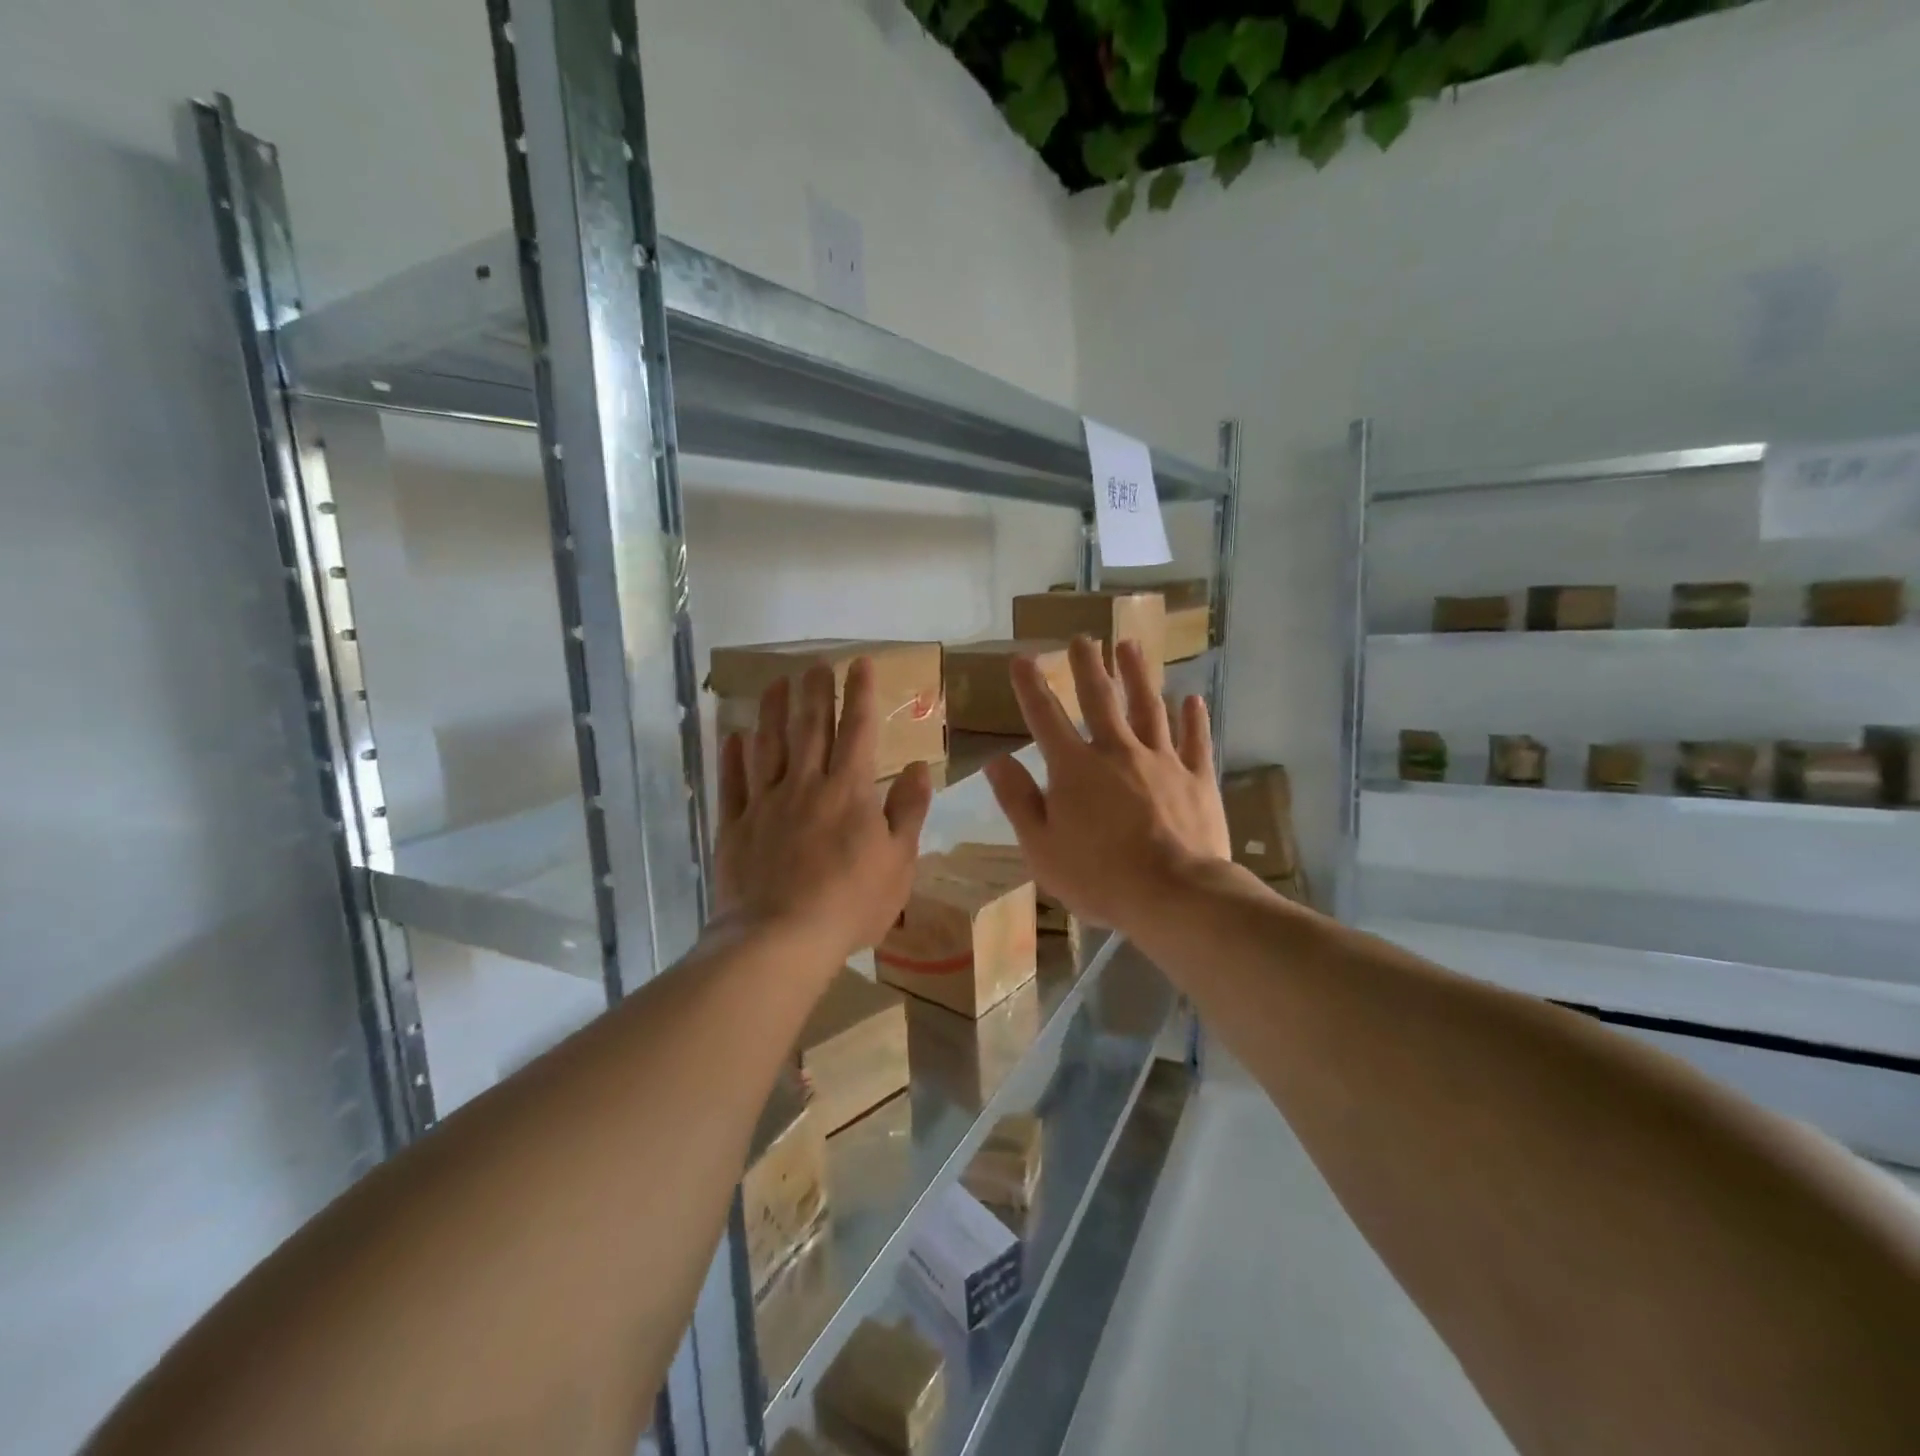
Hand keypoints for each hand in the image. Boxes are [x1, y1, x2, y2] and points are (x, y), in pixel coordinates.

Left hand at [715, 658, 933, 970]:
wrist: (781, 938)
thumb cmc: (851, 903)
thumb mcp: (898, 861)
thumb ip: (908, 810)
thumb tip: (920, 766)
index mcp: (849, 791)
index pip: (857, 731)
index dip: (859, 694)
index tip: (859, 662)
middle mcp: (805, 785)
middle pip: (810, 728)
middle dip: (815, 692)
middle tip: (814, 663)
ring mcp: (765, 804)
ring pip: (768, 747)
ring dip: (772, 712)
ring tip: (775, 684)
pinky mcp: (735, 827)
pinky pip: (732, 785)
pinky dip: (732, 759)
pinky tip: (733, 738)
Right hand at [984, 636, 1230, 937]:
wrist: (1173, 894)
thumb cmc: (1098, 876)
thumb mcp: (1041, 846)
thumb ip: (1018, 800)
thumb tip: (995, 760)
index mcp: (1074, 768)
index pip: (1045, 717)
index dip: (1030, 687)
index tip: (1021, 658)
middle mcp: (1117, 751)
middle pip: (1100, 700)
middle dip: (1088, 667)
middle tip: (1083, 638)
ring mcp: (1162, 760)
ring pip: (1148, 707)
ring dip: (1137, 675)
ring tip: (1129, 646)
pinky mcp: (1197, 778)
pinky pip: (1195, 740)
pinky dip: (1193, 718)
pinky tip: (1192, 698)